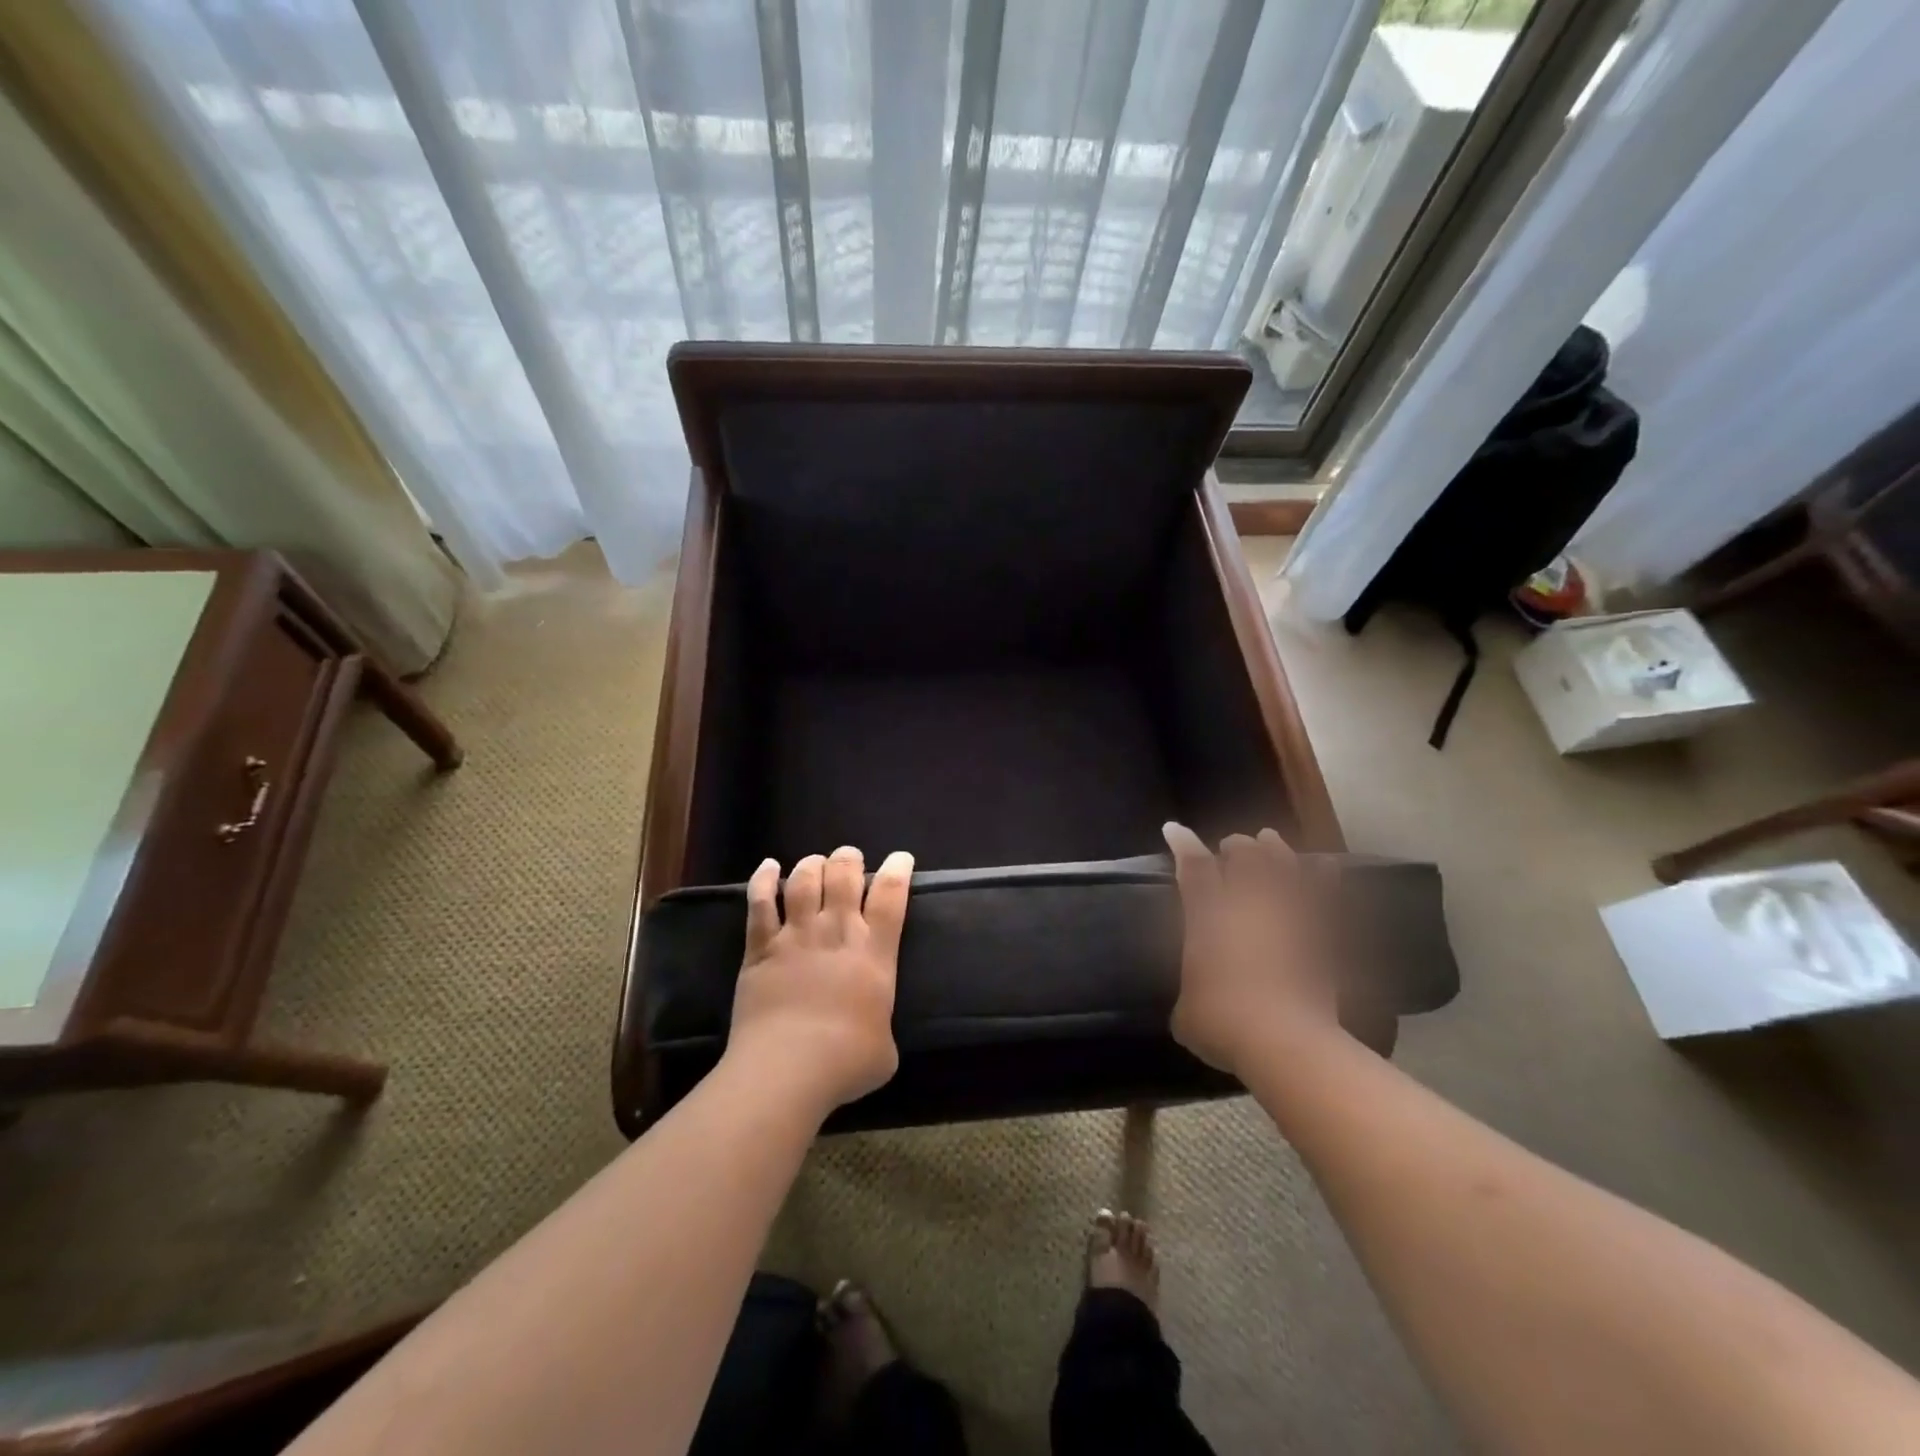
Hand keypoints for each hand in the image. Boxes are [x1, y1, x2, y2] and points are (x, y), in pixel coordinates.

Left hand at [726, 845, 913, 1112]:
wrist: (787, 1068)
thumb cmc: (846, 1062)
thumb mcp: (885, 1048)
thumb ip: (879, 1024)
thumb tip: (872, 1030)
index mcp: (875, 952)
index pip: (891, 896)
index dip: (898, 870)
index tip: (901, 858)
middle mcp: (837, 932)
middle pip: (845, 876)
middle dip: (849, 860)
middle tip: (850, 858)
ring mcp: (796, 935)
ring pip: (804, 880)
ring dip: (812, 864)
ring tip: (816, 862)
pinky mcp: (760, 947)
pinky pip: (760, 902)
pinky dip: (763, 879)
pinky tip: (768, 867)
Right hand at [1161, 822, 1343, 1075]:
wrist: (1285, 1042)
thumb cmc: (1222, 1023)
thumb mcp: (1186, 1013)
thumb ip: (1190, 994)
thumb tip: (1194, 999)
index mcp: (1208, 915)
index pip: (1194, 866)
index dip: (1183, 844)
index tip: (1175, 830)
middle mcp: (1248, 904)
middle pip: (1244, 855)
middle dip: (1235, 846)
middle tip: (1232, 847)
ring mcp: (1288, 915)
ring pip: (1283, 864)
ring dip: (1275, 849)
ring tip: (1270, 841)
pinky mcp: (1322, 935)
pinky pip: (1324, 894)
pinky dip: (1322, 878)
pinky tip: (1324, 866)